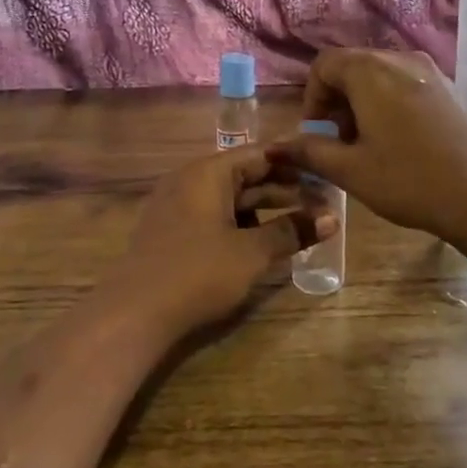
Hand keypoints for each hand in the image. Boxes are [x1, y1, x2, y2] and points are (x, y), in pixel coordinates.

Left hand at [104, 147, 335, 337]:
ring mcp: (176, 205)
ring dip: (264, 209)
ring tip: (299, 223)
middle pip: (245, 175)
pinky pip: (213, 215)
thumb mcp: (252, 253)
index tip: (324, 171)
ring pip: (229, 198)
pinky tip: (262, 242)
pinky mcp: (170, 231)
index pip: (259, 154)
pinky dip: (241, 223)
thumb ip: (292, 231)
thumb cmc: (198, 273)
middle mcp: (190, 179)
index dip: (294, 162)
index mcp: (208, 172)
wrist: (133, 314)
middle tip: (321, 202)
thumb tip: (333, 219)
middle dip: (283, 189)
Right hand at [267, 48, 466, 242]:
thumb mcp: (352, 171)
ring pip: (382, 76)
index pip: (324, 64)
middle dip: (338, 101)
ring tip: (370, 146)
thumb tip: (275, 146)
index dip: (312, 97)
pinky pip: (408, 85)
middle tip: (340, 143)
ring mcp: (431, 71)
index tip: (317, 134)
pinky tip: (404, 144)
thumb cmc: (410, 180)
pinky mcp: (453, 88)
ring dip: (365, 103)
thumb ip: (310, 153)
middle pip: (354, 66)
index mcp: (370, 71)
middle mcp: (400, 60)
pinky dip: (392, 104)